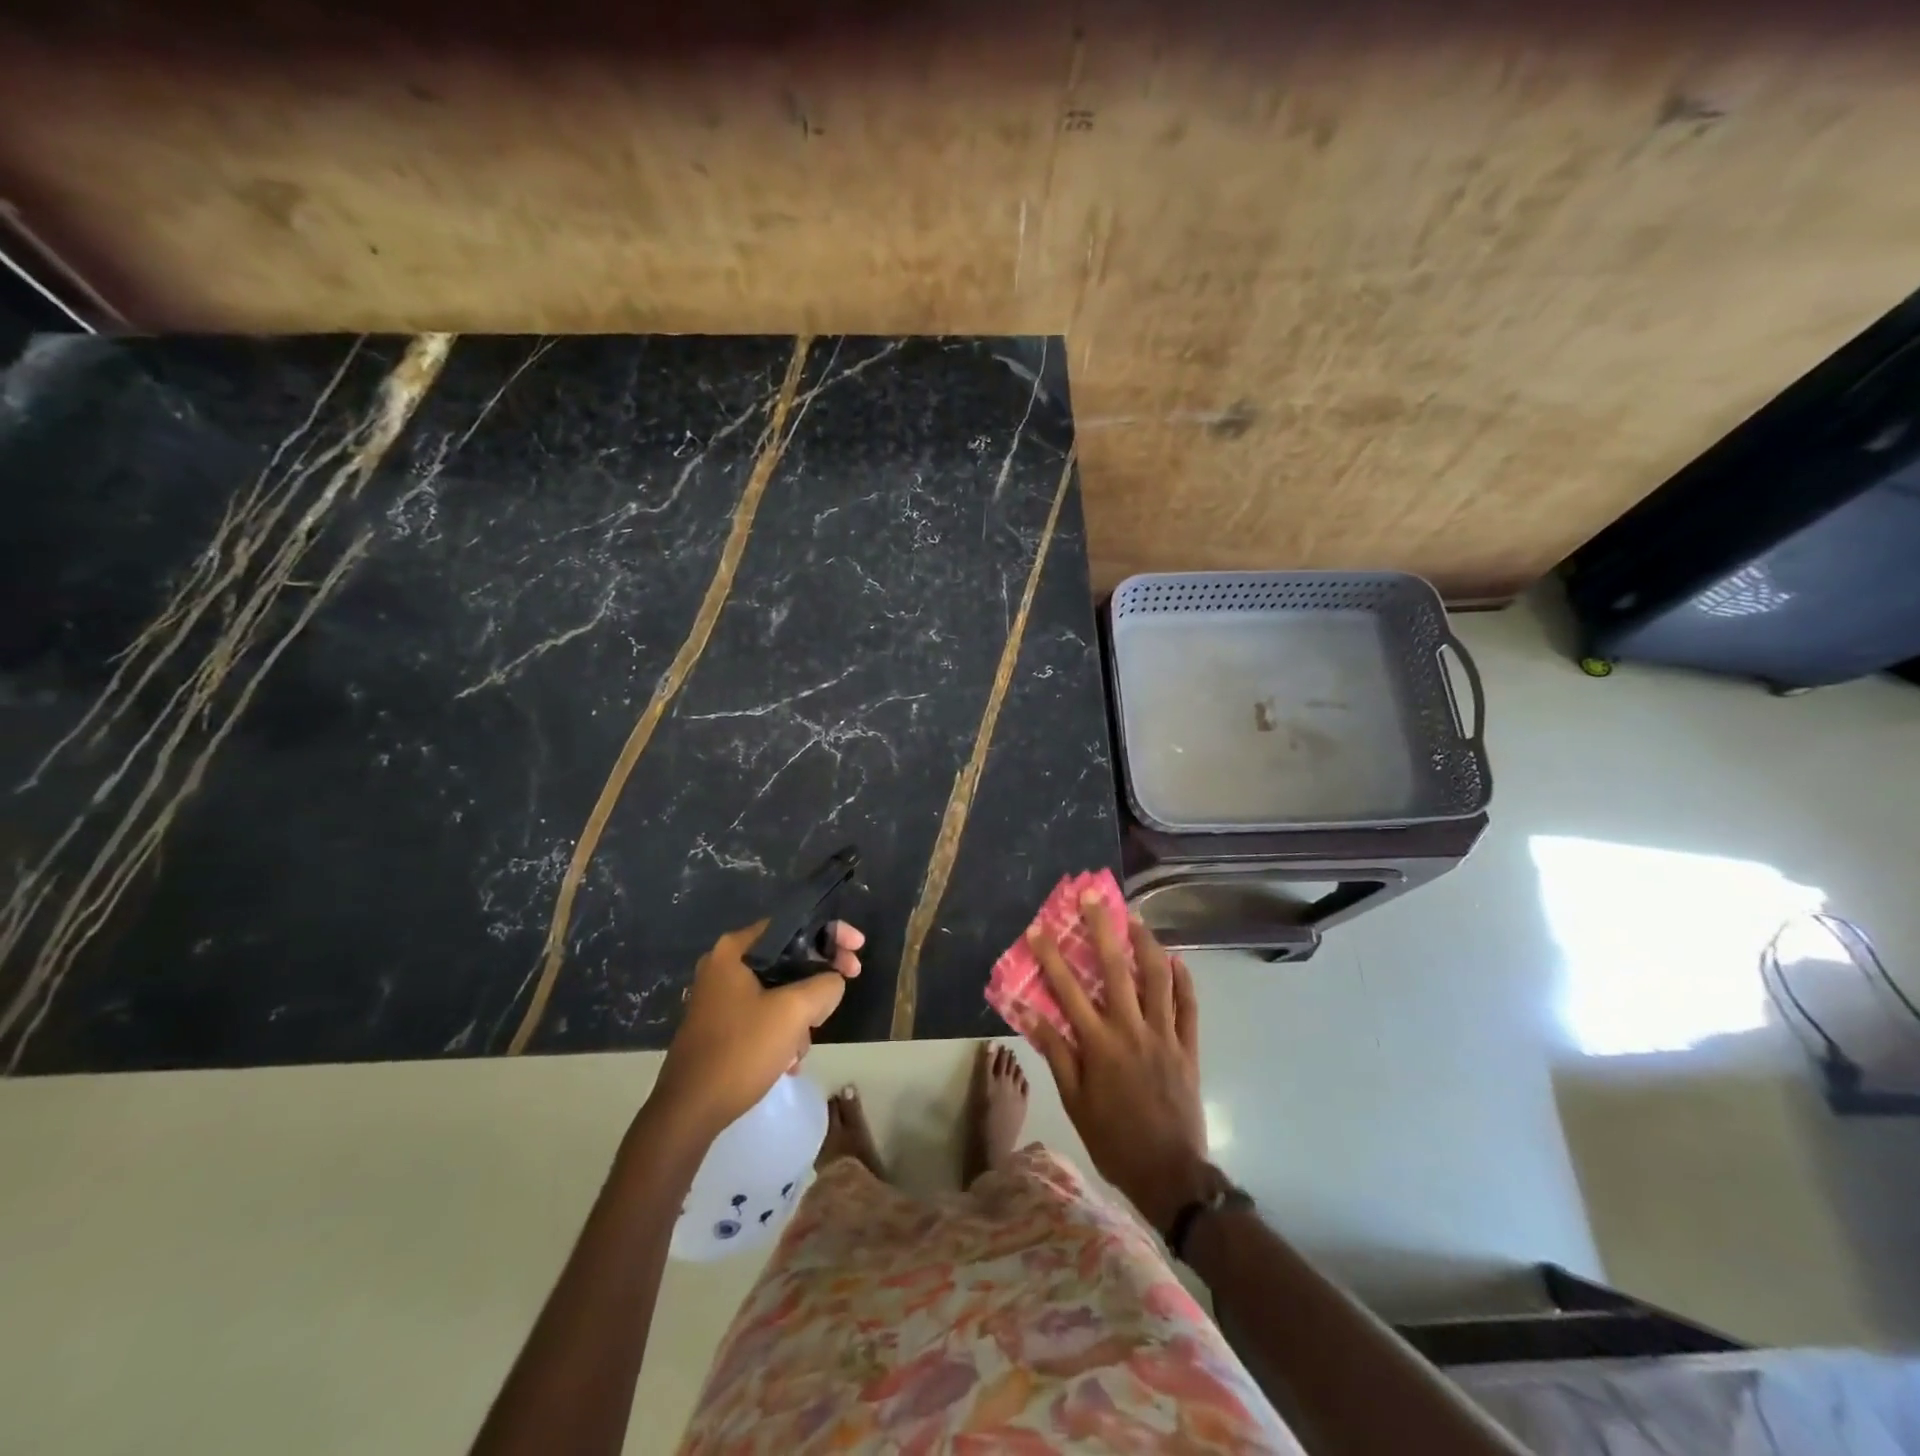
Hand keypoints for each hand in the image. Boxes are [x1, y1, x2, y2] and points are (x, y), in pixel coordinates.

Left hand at [651, 920, 863, 1141]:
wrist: (688, 1112)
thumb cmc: (740, 1051)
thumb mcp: (794, 1012)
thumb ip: (825, 984)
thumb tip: (833, 982)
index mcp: (736, 950)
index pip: (794, 924)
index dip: (832, 933)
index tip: (858, 949)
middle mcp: (724, 965)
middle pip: (788, 957)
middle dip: (817, 981)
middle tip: (840, 993)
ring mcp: (719, 996)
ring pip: (779, 990)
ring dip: (800, 1014)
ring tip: (803, 1046)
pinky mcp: (719, 1025)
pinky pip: (763, 1014)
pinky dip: (781, 1030)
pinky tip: (789, 1060)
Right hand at [1028, 896, 1214, 1231]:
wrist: (1170, 1174)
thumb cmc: (1113, 1139)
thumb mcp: (1074, 1101)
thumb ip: (1055, 1052)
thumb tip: (1029, 1012)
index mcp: (1099, 1044)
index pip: (1068, 990)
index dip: (1051, 956)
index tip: (1038, 927)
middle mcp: (1132, 1029)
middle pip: (1116, 969)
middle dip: (1102, 928)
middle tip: (1094, 897)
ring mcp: (1165, 1035)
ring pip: (1158, 977)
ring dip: (1146, 943)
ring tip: (1134, 918)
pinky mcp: (1188, 1046)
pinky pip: (1189, 1005)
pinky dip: (1183, 979)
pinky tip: (1176, 959)